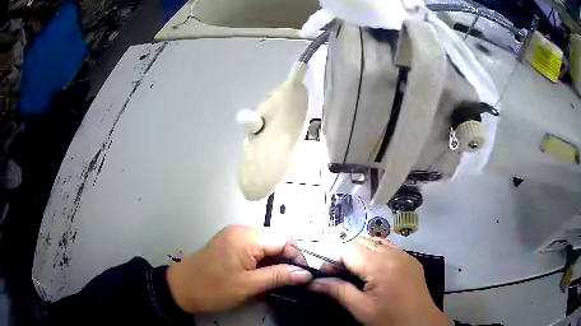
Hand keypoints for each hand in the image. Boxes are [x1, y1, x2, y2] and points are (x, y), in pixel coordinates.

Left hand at [165, 225, 311, 313]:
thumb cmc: (213, 288)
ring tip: (274, 283)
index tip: (301, 276)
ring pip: (265, 246)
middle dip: (285, 261)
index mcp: (246, 237)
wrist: (180, 288)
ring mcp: (233, 236)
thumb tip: (304, 273)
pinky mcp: (228, 244)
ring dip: (272, 263)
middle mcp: (241, 231)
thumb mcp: (248, 286)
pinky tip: (259, 278)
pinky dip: (260, 263)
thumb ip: (278, 276)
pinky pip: (253, 249)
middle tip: (288, 282)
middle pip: (275, 241)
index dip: (296, 257)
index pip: (284, 239)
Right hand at [310, 237, 452, 325]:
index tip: (325, 275)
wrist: (421, 325)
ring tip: (354, 272)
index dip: (332, 258)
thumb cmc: (389, 320)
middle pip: (361, 241)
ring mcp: (405, 255)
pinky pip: (389, 247)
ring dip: (360, 252)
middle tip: (338, 275)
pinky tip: (372, 270)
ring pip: (375, 242)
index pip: (348, 248)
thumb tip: (313, 282)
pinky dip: (375, 253)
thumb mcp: (361, 309)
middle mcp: (394, 253)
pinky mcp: (411, 260)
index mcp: (381, 265)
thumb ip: (337, 291)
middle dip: (345, 254)